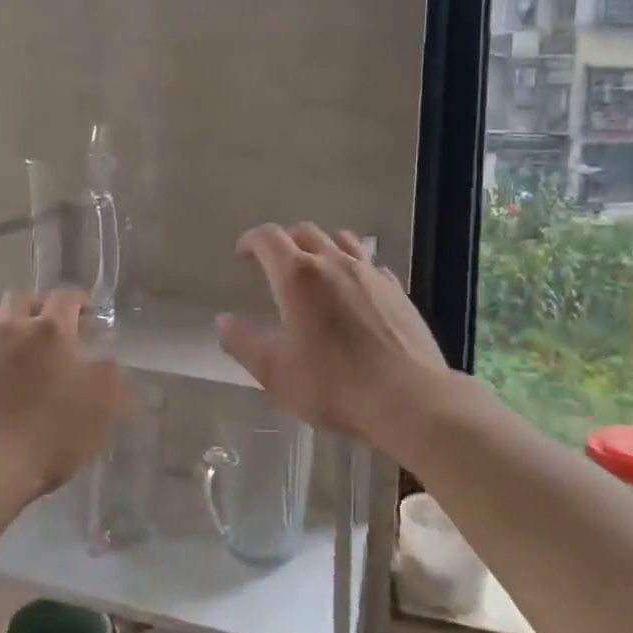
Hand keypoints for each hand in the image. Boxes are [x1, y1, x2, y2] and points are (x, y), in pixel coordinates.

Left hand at [0, 287, 123, 500]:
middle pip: (20, 298)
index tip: (87, 311)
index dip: (78, 300)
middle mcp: (10, 329)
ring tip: (18, 343)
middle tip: (51, 325)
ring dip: (6, 322)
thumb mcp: (101, 404)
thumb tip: (103, 358)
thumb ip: (108, 373)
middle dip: (37, 305)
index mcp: (49, 330)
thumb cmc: (50, 432)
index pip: (65, 297)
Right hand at [217, 223, 450, 450]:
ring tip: (314, 271)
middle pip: (304, 231)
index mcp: (297, 276)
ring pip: (341, 239)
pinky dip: (353, 266)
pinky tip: (353, 291)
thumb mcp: (274, 373)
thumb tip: (223, 321)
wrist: (409, 400)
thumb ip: (243, 343)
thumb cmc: (333, 386)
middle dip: (284, 243)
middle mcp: (333, 262)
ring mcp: (370, 273)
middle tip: (273, 266)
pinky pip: (370, 263)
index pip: (268, 238)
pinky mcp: (397, 289)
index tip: (242, 255)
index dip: (250, 241)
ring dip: (320, 247)